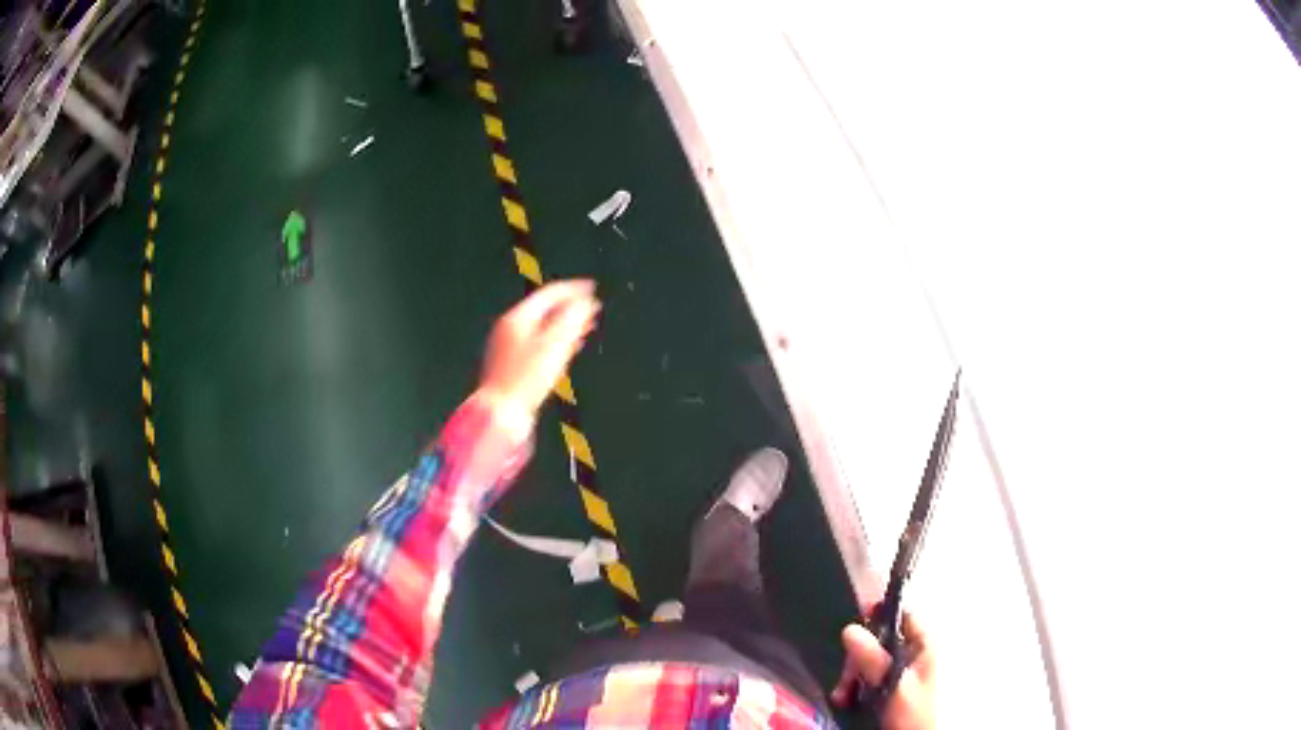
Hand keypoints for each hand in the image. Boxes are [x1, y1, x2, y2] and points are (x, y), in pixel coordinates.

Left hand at [476, 280, 599, 434]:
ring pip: (542, 327)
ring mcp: (508, 346)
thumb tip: (586, 302)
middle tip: (591, 307)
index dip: (573, 290)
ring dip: (564, 324)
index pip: (549, 294)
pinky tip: (566, 349)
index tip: (592, 288)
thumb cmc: (526, 379)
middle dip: (569, 306)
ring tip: (584, 326)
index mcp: (518, 318)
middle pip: (544, 309)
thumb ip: (571, 321)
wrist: (500, 413)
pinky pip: (537, 343)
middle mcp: (510, 327)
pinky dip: (554, 340)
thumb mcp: (554, 346)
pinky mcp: (510, 364)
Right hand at [831, 610, 935, 729]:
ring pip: (866, 657)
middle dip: (857, 656)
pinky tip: (844, 698)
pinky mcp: (883, 686)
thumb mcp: (893, 685)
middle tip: (848, 677)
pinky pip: (861, 675)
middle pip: (878, 637)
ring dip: (850, 674)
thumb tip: (850, 629)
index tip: (855, 625)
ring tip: (843, 693)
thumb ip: (874, 659)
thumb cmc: (911, 714)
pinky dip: (850, 685)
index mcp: (922, 645)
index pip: (903, 614)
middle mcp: (910, 653)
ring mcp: (896, 670)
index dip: (880, 614)